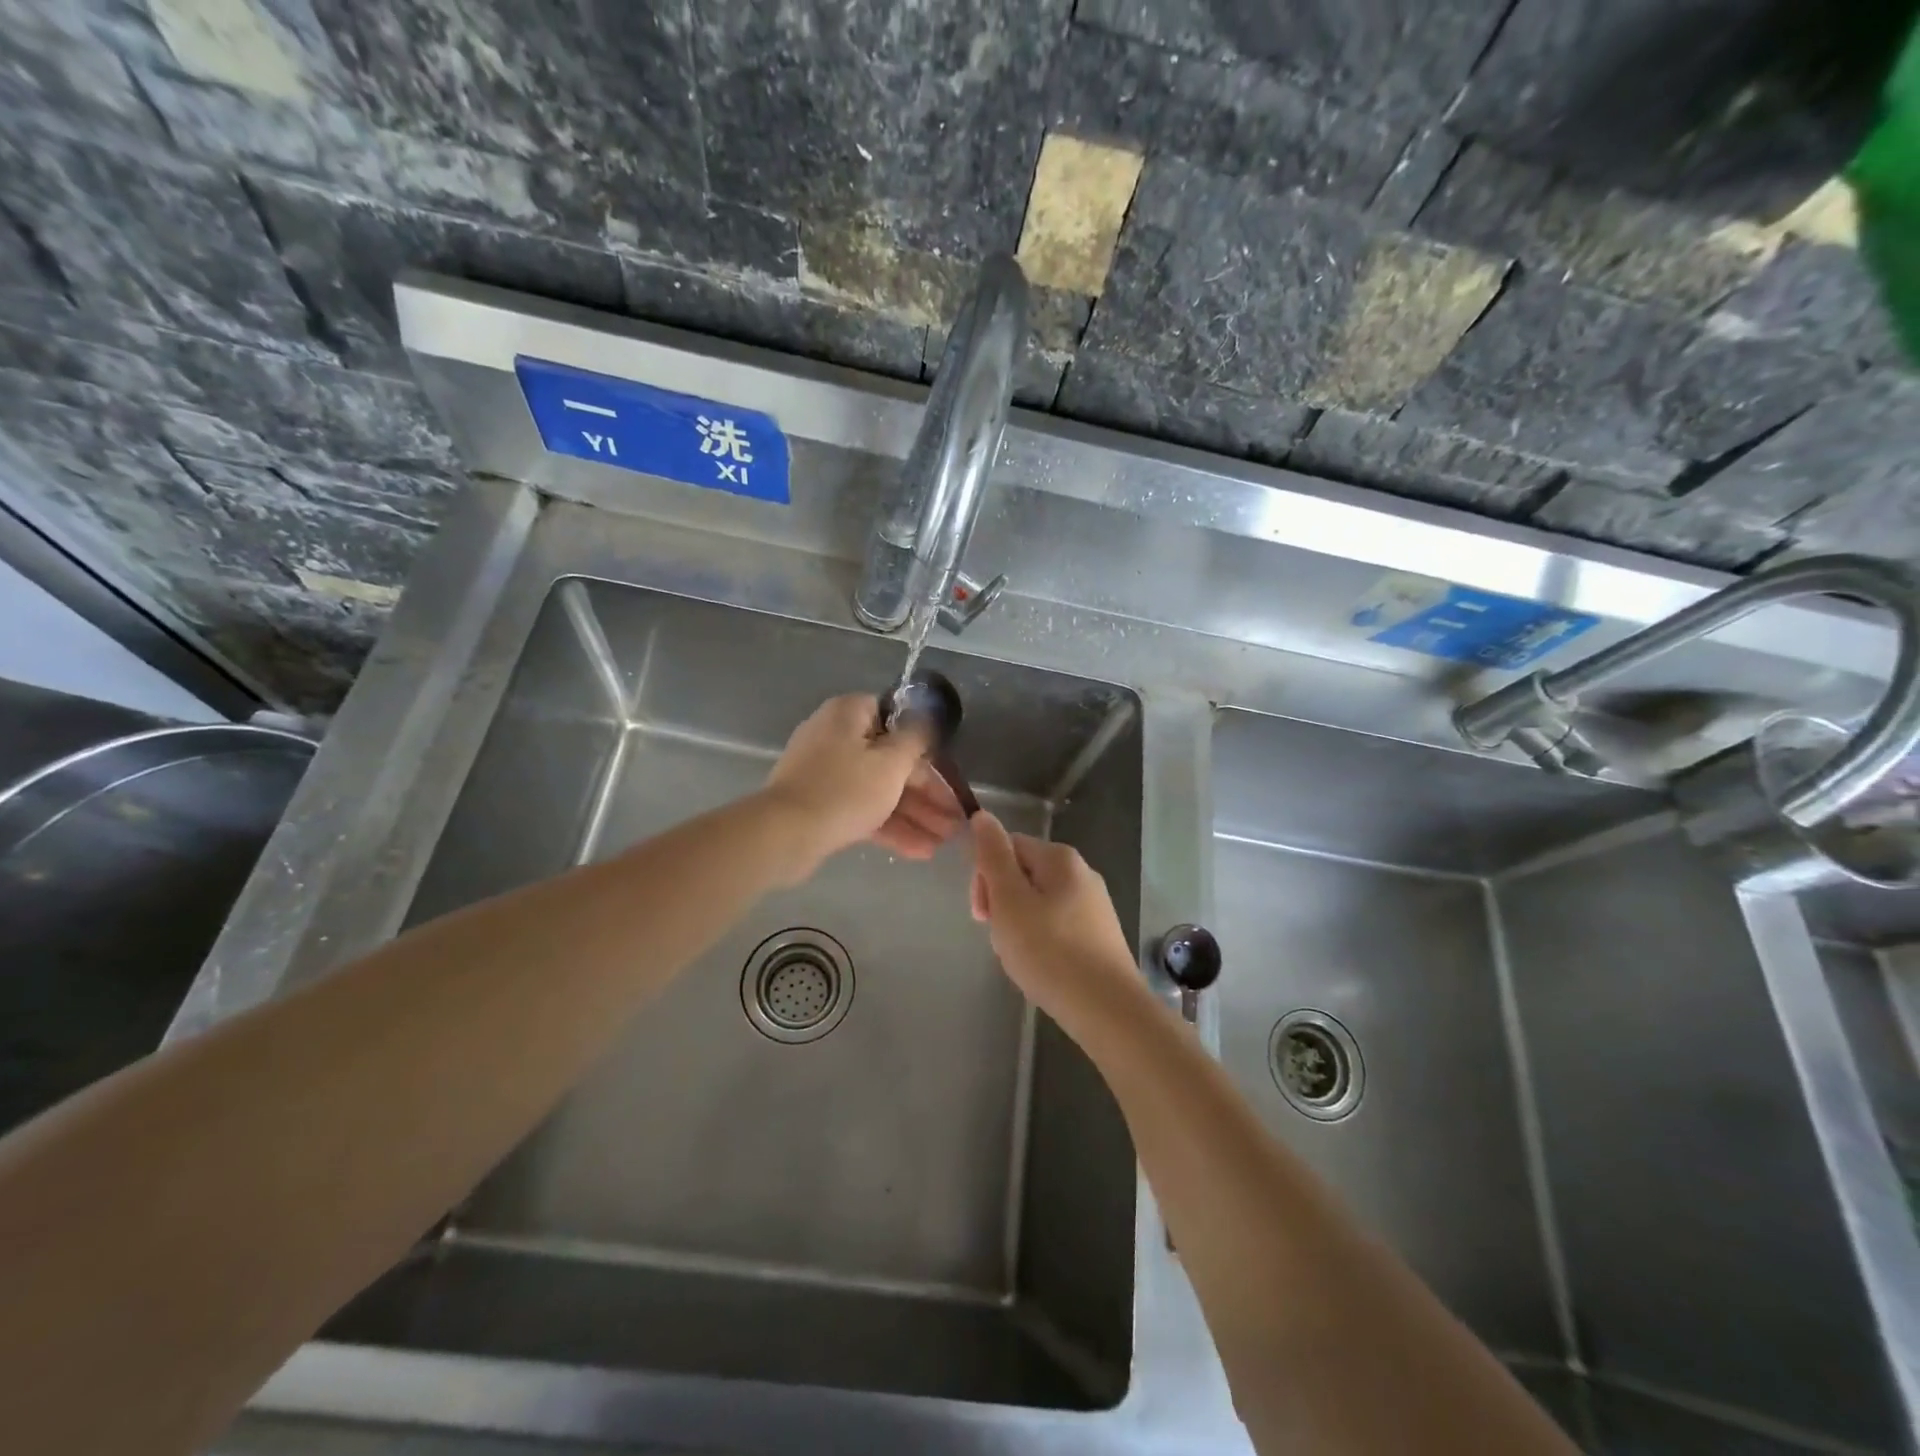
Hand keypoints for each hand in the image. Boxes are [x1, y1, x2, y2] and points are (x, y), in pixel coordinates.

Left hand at [762, 694, 964, 878]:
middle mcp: (836, 737)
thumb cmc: (845, 789)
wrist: (785, 835)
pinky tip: (920, 850)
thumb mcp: (891, 762)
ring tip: (946, 842)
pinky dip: (890, 826)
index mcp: (850, 714)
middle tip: (955, 820)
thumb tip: (929, 716)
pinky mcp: (821, 805)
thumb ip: (916, 739)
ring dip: (914, 814)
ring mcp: (826, 773)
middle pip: (892, 760)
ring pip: (880, 789)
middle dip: (927, 793)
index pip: (896, 719)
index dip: (926, 747)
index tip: (948, 771)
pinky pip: (863, 809)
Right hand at [969, 810, 1141, 1027]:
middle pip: (1022, 873)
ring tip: (1019, 957)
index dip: (985, 876)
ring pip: (1036, 903)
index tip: (982, 914)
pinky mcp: (1098, 934)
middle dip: (1001, 902)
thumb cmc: (1050, 951)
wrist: (1107, 1009)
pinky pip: (1055, 925)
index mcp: (1060, 858)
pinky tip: (1040, 967)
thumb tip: (983, 816)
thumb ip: (993, 857)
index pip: (1007, 847)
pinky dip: (1040, 941)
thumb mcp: (1009, 900)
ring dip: (1018, 925)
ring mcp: (1093, 905)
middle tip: (1000, 938)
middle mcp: (1081, 873)